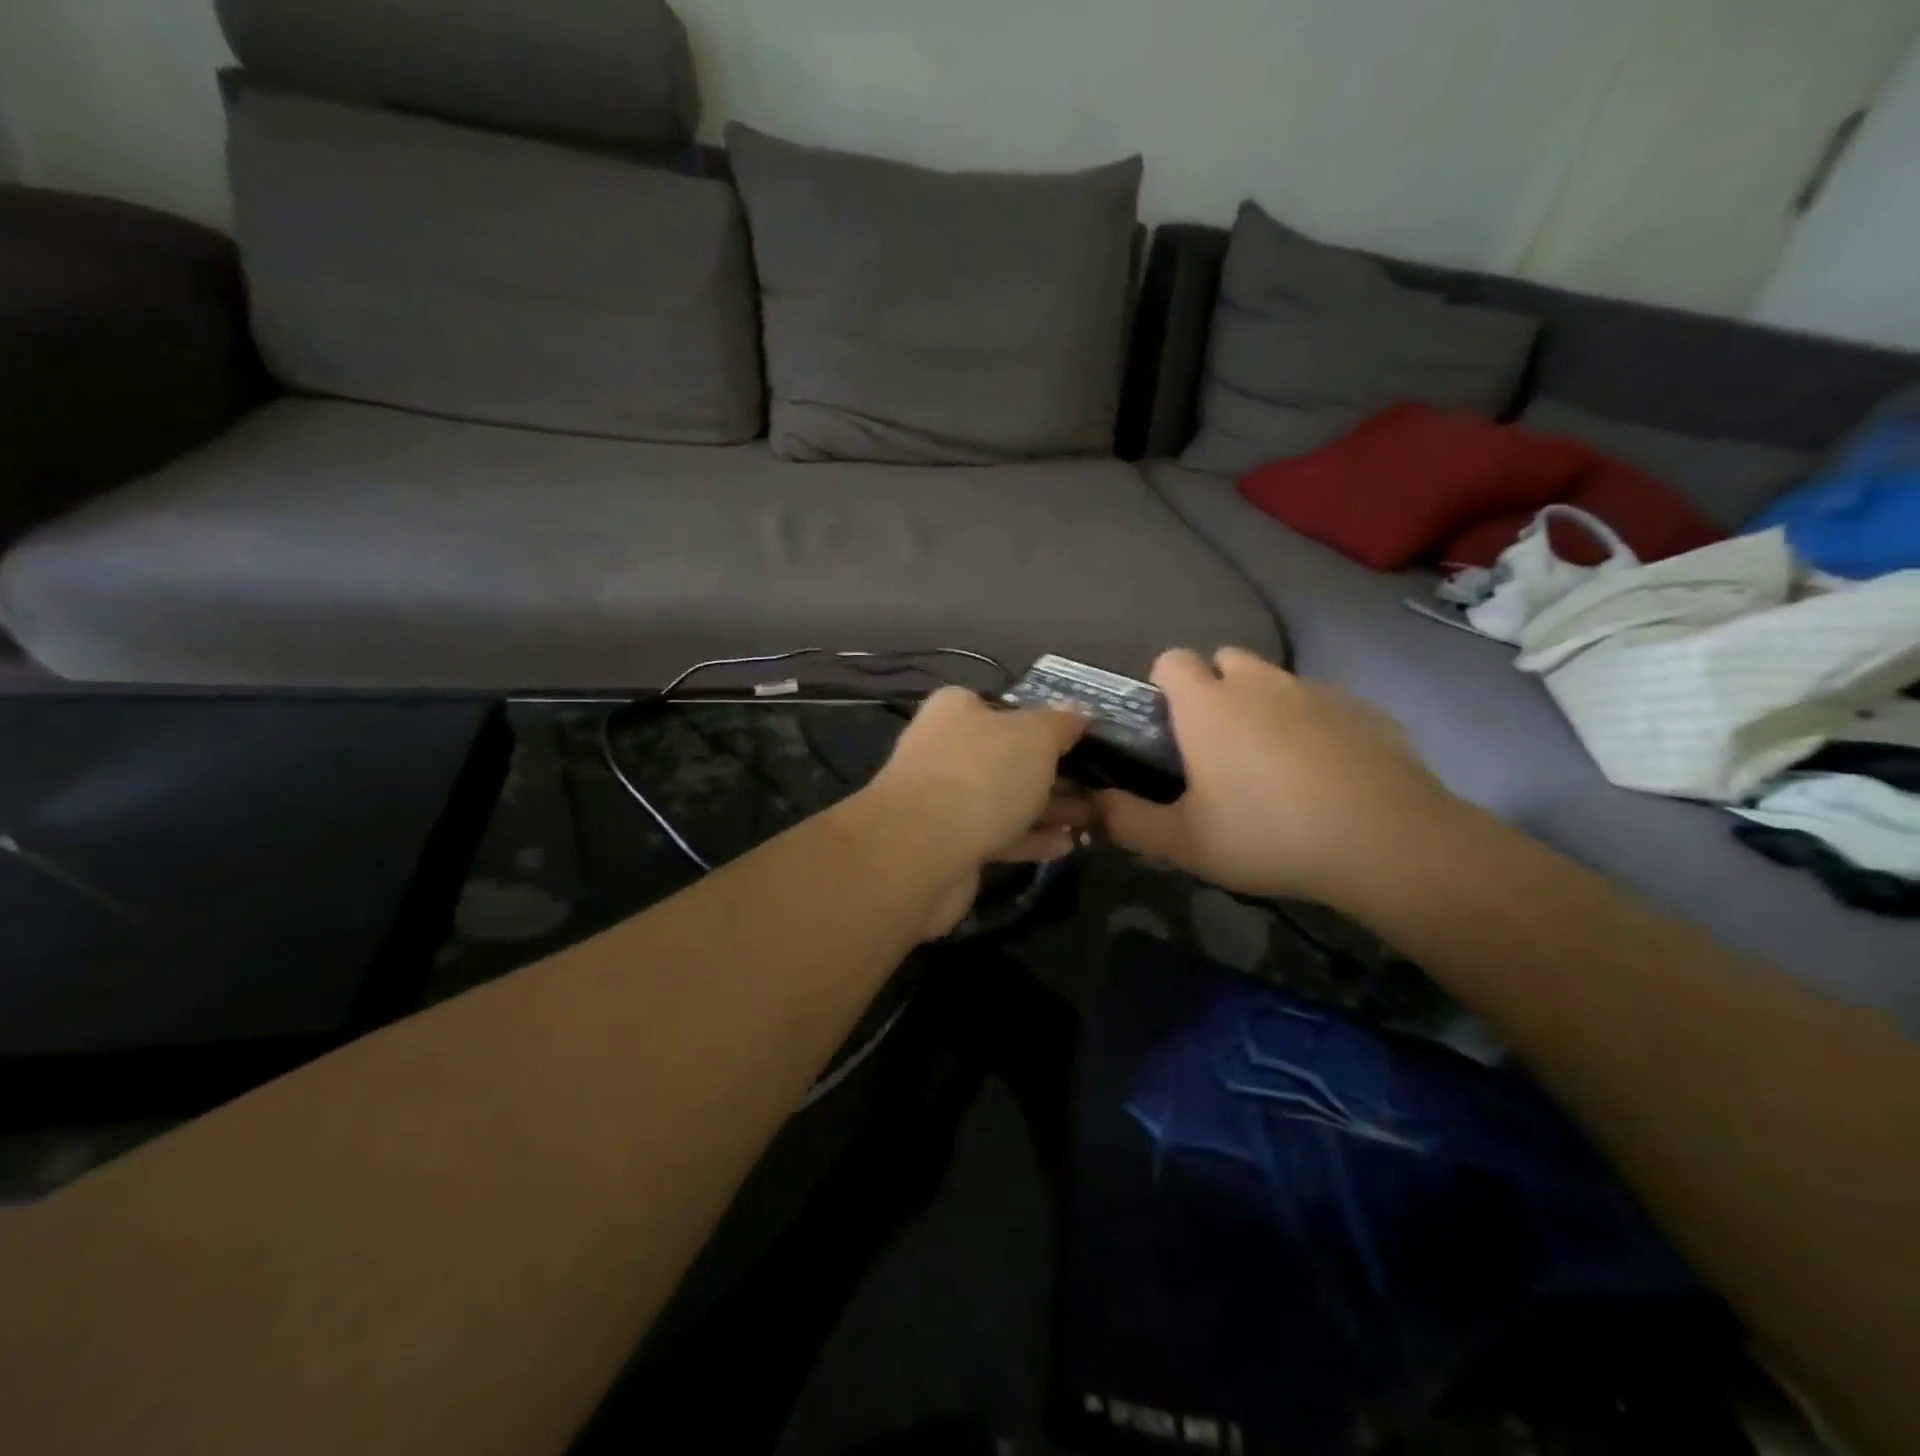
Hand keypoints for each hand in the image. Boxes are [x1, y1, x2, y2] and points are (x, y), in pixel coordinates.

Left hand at [858, 687, 1090, 936]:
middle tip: (1099, 787)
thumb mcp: (1034, 737)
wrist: (920, 851)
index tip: (1085, 742)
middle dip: (1055, 773)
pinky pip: (998, 835)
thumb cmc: (982, 776)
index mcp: (957, 710)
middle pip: (1009, 756)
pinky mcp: (949, 843)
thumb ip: (1060, 723)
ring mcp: (944, 799)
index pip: (1007, 708)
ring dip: (1048, 808)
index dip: (1047, 724)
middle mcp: (946, 748)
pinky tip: (1066, 846)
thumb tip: (1077, 710)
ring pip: (1006, 798)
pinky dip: (1030, 838)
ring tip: (1091, 819)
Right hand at [1097, 648, 1458, 908]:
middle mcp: (1259, 683)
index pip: (1171, 659)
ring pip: (1276, 682)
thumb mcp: (1184, 843)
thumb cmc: (1268, 835)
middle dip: (1215, 690)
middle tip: (1218, 746)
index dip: (1163, 685)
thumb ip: (1128, 822)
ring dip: (1265, 707)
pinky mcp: (1364, 709)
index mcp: (1208, 705)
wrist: (1386, 842)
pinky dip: (1314, 725)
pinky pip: (1323, 704)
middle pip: (1225, 660)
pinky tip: (1326, 774)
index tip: (1169, 727)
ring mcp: (1316, 691)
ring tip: (1274, 764)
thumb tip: (1092, 806)